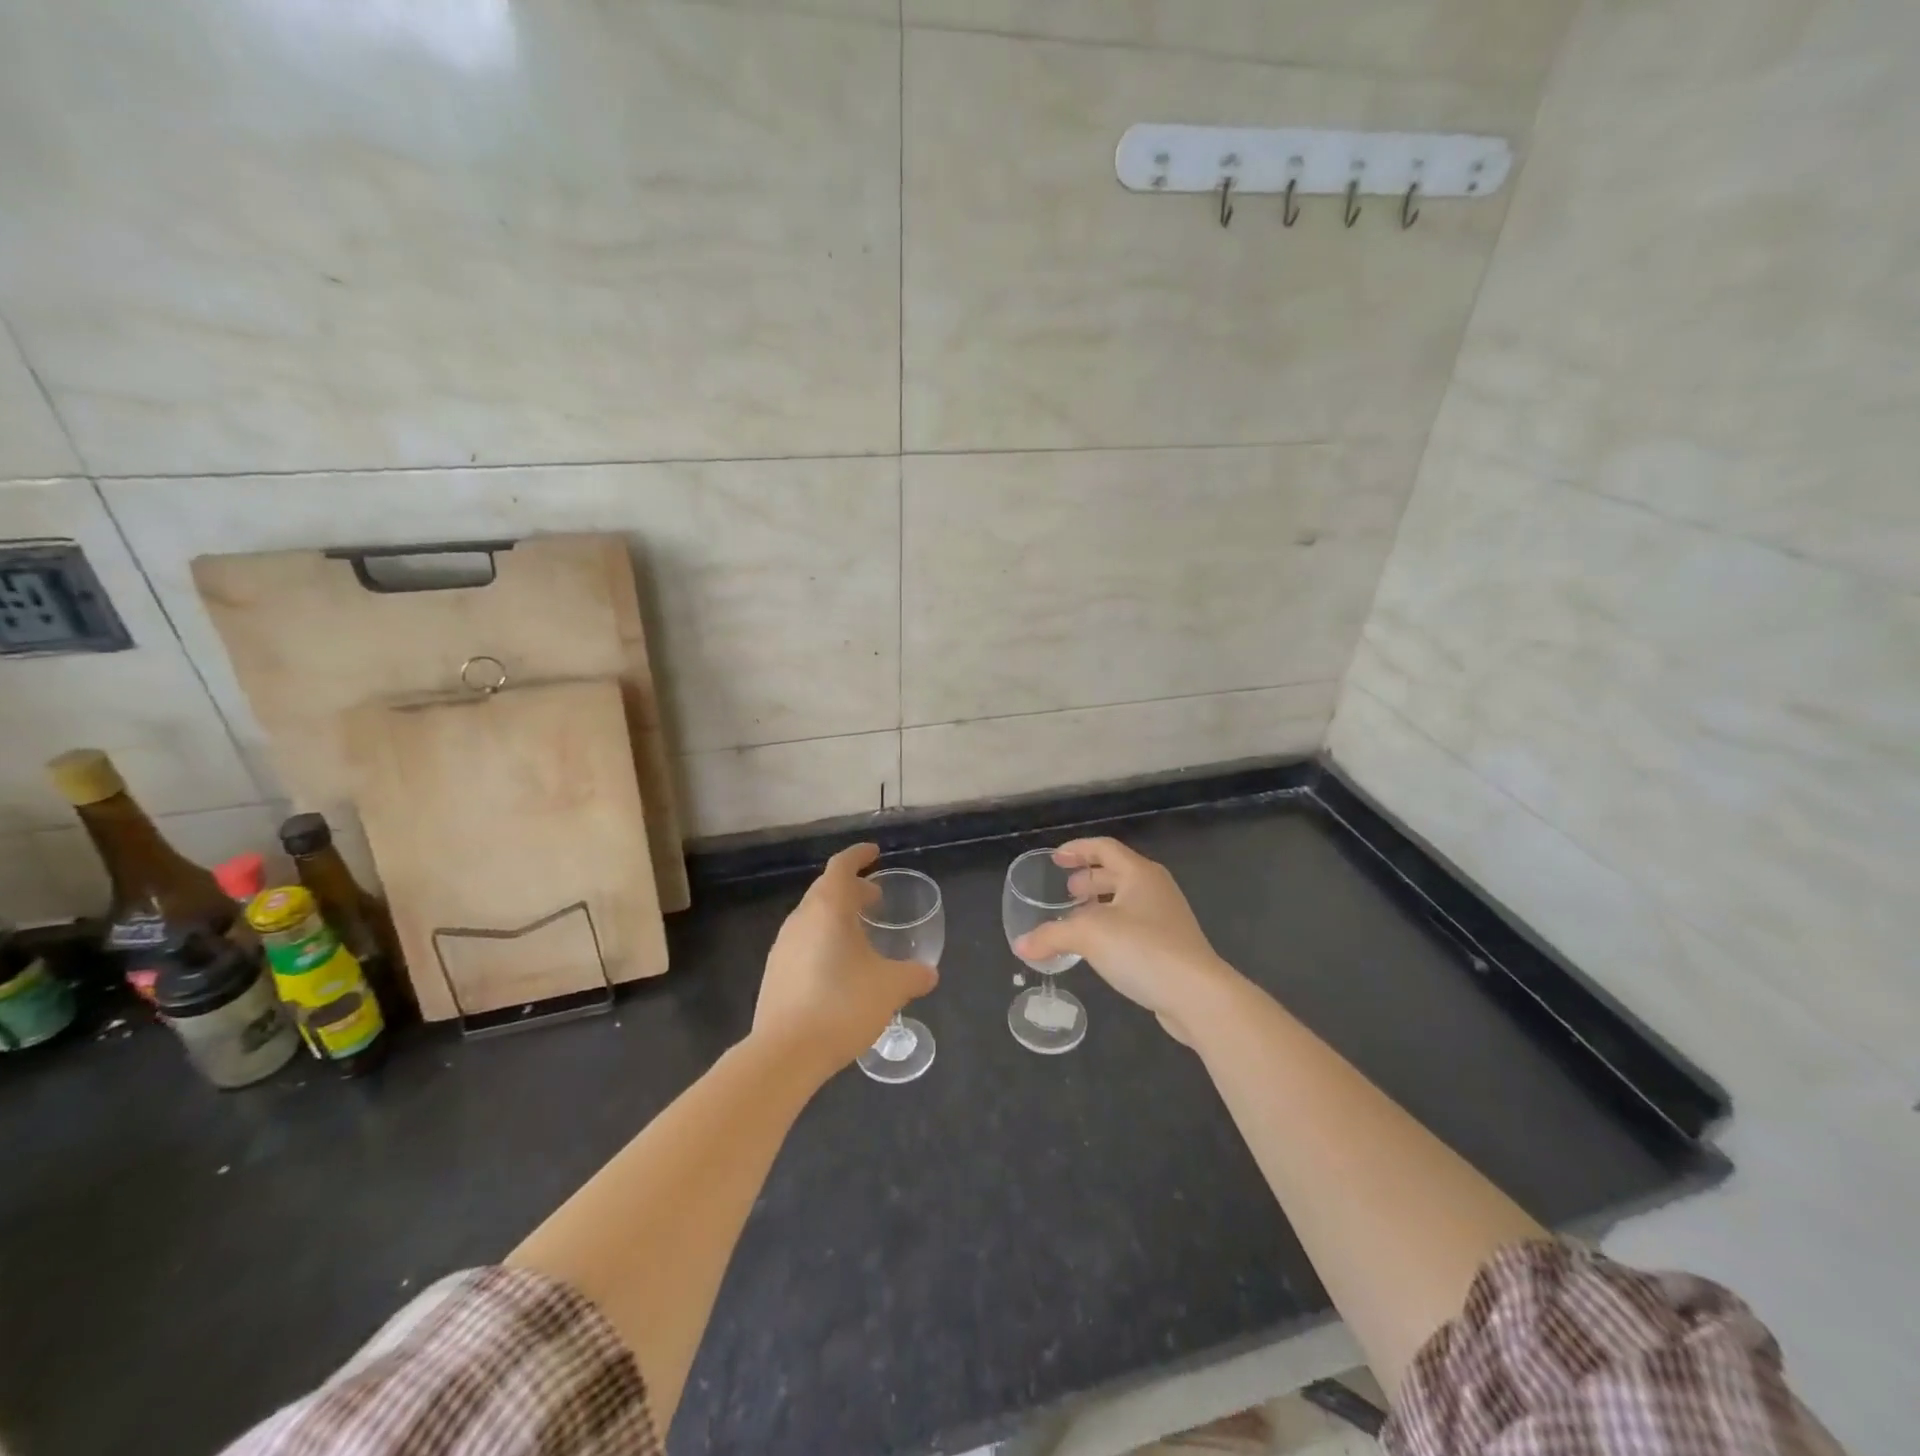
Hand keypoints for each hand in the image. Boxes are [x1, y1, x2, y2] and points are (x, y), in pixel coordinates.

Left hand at [753, 843, 937, 1075]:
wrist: (785, 1053)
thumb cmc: (842, 1005)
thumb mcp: (890, 988)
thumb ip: (913, 976)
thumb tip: (929, 974)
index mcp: (828, 909)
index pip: (841, 866)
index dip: (859, 855)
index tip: (875, 853)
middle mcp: (801, 919)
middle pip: (825, 890)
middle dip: (852, 889)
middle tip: (876, 900)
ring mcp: (782, 947)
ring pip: (813, 918)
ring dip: (837, 917)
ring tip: (861, 935)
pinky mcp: (774, 974)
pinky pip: (803, 943)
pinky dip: (824, 941)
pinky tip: (839, 969)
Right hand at [1013, 837, 1233, 1043]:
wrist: (1197, 994)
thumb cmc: (1142, 948)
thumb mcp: (1089, 936)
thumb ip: (1051, 936)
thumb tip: (1020, 945)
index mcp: (1139, 873)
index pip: (1104, 848)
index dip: (1078, 849)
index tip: (1055, 858)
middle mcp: (1155, 889)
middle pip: (1117, 873)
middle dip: (1089, 878)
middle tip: (1066, 891)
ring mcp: (1167, 918)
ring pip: (1126, 901)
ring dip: (1100, 905)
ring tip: (1076, 919)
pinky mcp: (1171, 947)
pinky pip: (1134, 926)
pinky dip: (1112, 928)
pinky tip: (1098, 949)